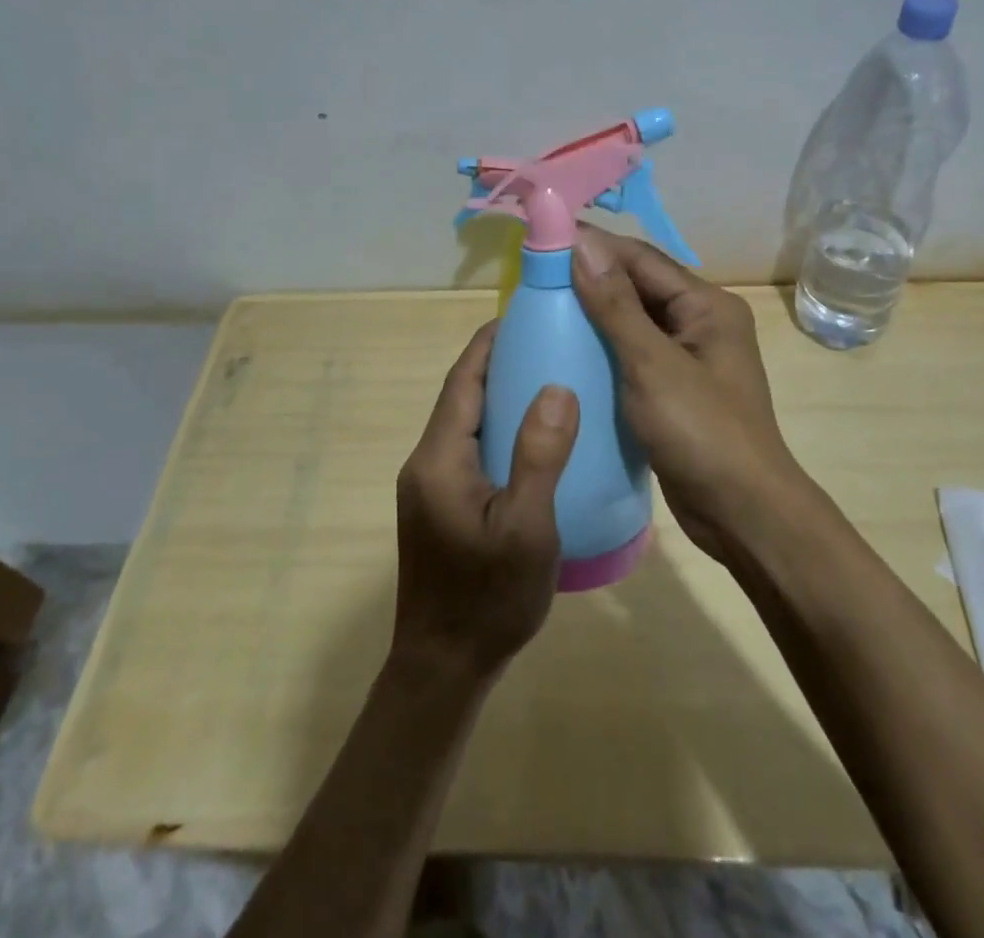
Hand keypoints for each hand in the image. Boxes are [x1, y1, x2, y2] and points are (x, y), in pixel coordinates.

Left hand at [391, 322, 578, 680]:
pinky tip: (535, 439)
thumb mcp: (526, 527)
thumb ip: (539, 455)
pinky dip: (499, 429)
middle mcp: (426, 463)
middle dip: (500, 363)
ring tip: (549, 379)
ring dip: (500, 396)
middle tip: (550, 343)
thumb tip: (556, 386)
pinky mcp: (441, 507)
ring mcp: (431, 487)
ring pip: (467, 423)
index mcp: (439, 458)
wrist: (445, 667)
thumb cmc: (488, 598)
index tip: (525, 315)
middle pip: (463, 396)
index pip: (463, 380)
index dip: (490, 343)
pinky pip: (471, 449)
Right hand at [571, 226, 808, 564]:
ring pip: (633, 322)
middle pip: (639, 287)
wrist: (742, 515)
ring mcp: (688, 359)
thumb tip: (582, 245)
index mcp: (707, 306)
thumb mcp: (653, 365)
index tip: (544, 238)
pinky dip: (602, 349)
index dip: (595, 245)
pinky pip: (632, 355)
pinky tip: (567, 352)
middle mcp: (701, 323)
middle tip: (534, 275)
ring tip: (542, 308)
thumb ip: (616, 306)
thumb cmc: (702, 432)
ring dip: (593, 314)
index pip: (642, 259)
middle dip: (591, 278)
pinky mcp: (674, 390)